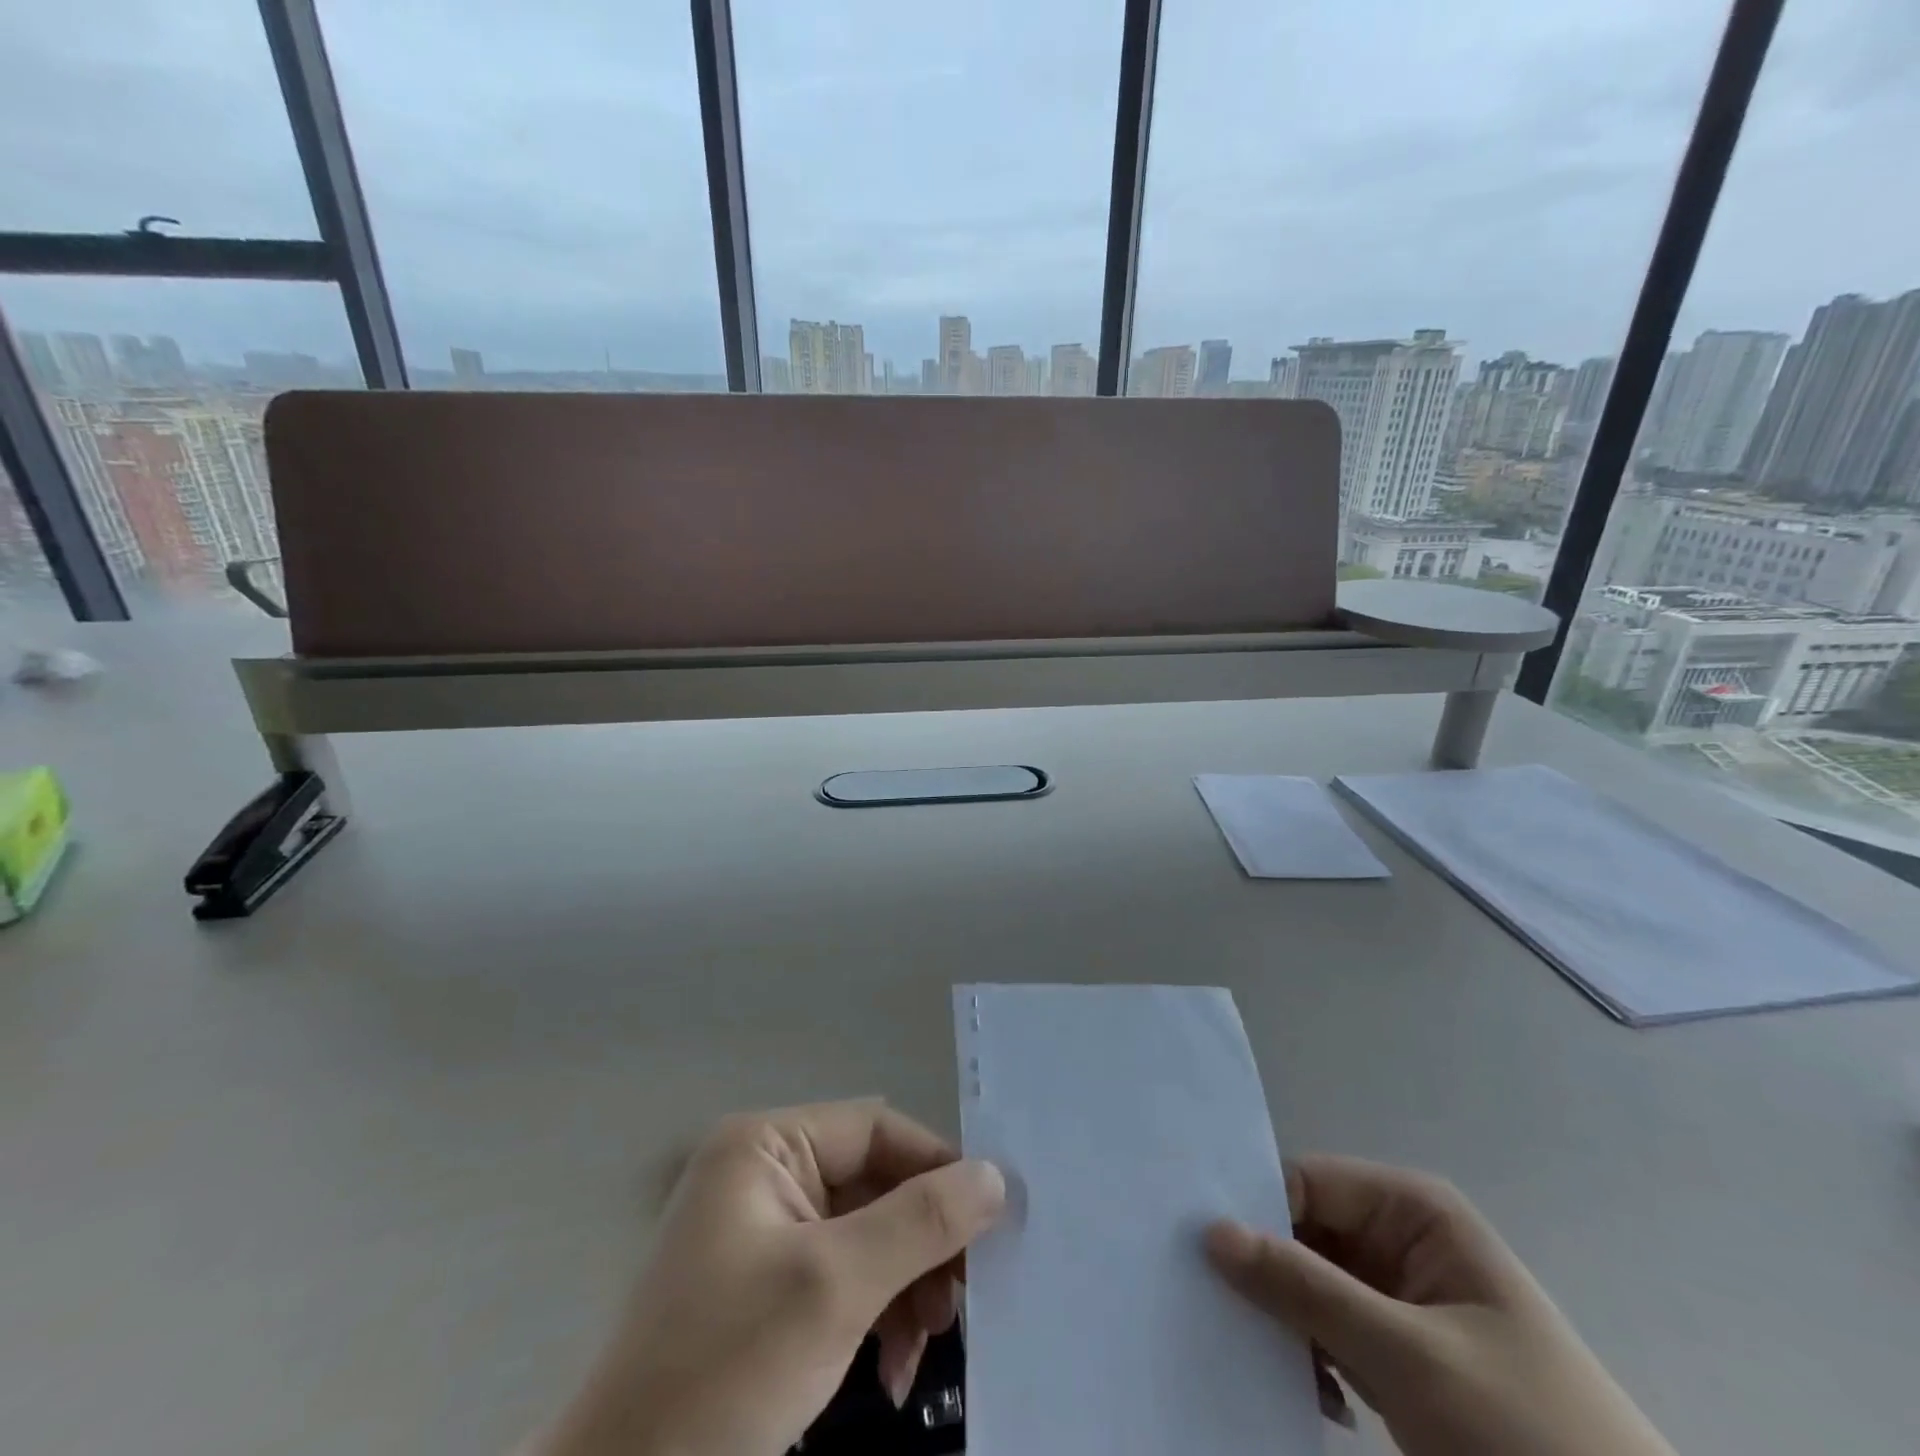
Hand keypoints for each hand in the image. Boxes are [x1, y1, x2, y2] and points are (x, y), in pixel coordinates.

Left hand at [527, 1100, 1004, 1455]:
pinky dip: (875, 1316)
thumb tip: (995, 1175)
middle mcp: (764, 1172)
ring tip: (928, 1345)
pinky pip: (842, 1277)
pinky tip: (892, 1372)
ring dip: (904, 1286)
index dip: (936, 1167)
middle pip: (874, 1184)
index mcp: (765, 1145)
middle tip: (960, 1301)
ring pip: (866, 1235)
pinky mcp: (767, 1287)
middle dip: (921, 1243)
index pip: (875, 1130)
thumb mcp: (834, 1288)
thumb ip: (920, 1222)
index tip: (991, 1220)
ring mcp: (764, 1231)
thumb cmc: (725, 1369)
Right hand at [1206, 1156, 1674, 1455]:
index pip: (1304, 1183)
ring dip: (1284, 1321)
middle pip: (1303, 1232)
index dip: (1252, 1209)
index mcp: (1411, 1210)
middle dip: (1262, 1269)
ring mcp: (1401, 1298)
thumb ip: (1304, 1288)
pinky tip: (1310, 1395)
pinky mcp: (1401, 1355)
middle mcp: (1401, 1238)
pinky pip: (1331, 1331)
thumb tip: (1211, 1231)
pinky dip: (1310, 1357)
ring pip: (1311, 1284)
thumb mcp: (1407, 1358)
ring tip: (1256, 1356)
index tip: (1194, 1242)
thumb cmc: (1524, 1435)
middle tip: (1204, 1299)